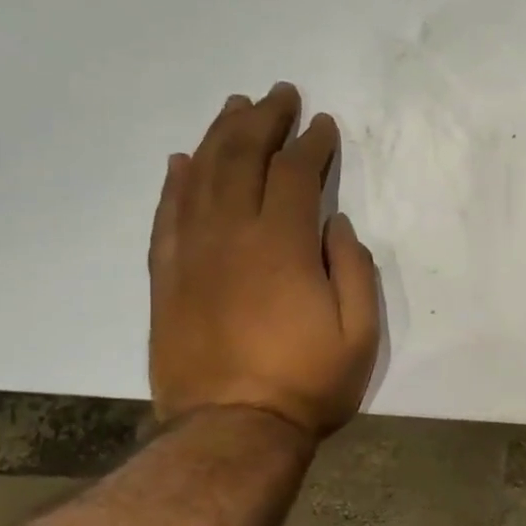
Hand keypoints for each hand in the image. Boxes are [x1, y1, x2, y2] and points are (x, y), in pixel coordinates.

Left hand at [148, 83, 380, 437]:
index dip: (312, 144)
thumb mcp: (359, 332)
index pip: (295, 173)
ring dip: (219, 136)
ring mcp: (191, 254)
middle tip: (279, 95)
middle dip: (263, 120)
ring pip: (200, 176)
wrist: (230, 431)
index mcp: (281, 245)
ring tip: (236, 108)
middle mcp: (230, 235)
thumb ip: (353, 268)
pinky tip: (183, 160)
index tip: (323, 124)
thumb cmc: (307, 383)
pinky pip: (166, 215)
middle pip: (241, 158)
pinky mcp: (165, 276)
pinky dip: (175, 182)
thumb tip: (335, 224)